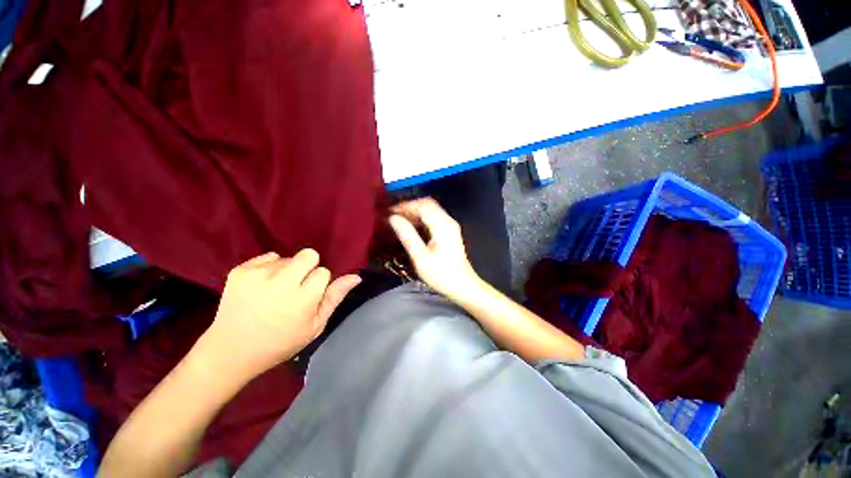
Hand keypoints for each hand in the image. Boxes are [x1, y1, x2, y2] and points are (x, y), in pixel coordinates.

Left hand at [196, 250, 360, 384]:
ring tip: (274, 292)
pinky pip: (269, 257)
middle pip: (309, 255)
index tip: (308, 297)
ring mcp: (257, 275)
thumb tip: (355, 276)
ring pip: (288, 258)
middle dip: (307, 268)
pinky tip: (261, 287)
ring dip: (287, 271)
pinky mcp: (240, 271)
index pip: (323, 272)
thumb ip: (335, 298)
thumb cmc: (280, 342)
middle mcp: (281, 283)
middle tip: (296, 287)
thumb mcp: (315, 326)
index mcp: (302, 300)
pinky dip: (269, 268)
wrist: (230, 351)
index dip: (318, 284)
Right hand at [388, 198, 480, 299]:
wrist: (463, 286)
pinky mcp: (449, 232)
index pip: (422, 205)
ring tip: (398, 221)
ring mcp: (450, 226)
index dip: (405, 206)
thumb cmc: (442, 275)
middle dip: (409, 207)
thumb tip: (393, 219)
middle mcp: (448, 221)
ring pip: (430, 211)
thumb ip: (407, 236)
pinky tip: (411, 227)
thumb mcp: (421, 258)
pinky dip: (421, 219)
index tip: (389, 212)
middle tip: (393, 216)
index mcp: (442, 225)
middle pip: (427, 205)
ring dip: (414, 213)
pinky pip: (433, 219)